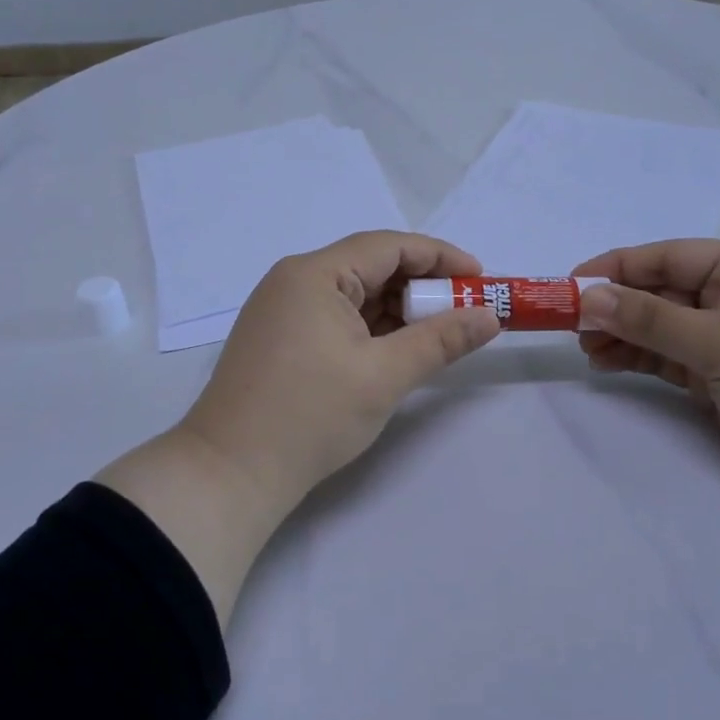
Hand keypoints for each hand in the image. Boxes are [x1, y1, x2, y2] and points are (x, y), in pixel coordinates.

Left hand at [181, 230, 501, 508]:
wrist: (230, 473)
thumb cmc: (310, 415)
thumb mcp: (384, 375)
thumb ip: (441, 340)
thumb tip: (489, 317)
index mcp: (315, 274)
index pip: (389, 246)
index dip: (440, 257)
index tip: (480, 279)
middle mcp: (294, 280)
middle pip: (370, 266)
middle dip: (421, 286)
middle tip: (464, 310)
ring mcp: (281, 309)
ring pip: (353, 294)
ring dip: (396, 309)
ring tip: (438, 332)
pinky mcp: (278, 337)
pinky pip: (335, 316)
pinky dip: (370, 327)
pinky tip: (396, 347)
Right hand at [573, 240, 719, 507]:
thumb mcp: (718, 342)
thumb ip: (648, 319)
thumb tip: (588, 298)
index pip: (670, 257)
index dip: (618, 267)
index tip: (572, 284)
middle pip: (663, 292)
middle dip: (617, 306)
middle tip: (571, 325)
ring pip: (664, 328)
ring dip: (624, 335)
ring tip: (586, 348)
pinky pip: (673, 359)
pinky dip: (642, 360)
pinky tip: (609, 363)